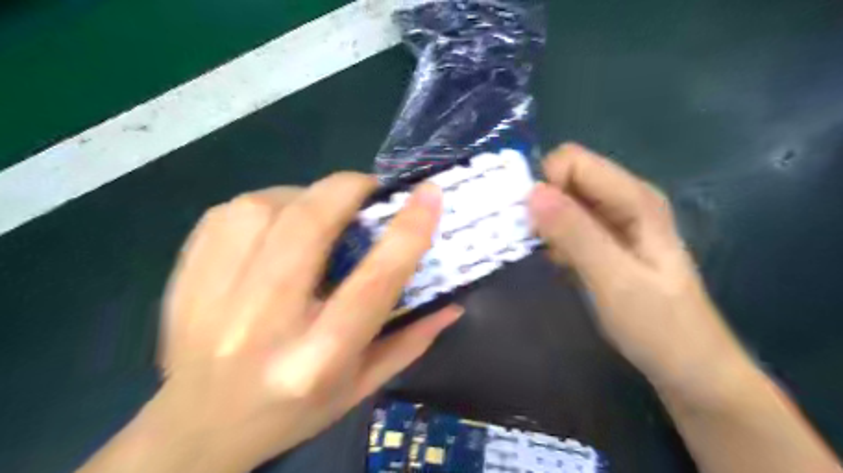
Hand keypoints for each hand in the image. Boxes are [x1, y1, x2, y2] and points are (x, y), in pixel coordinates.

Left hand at [84, 175, 462, 472]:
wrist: (197, 429)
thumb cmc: (292, 411)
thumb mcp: (361, 386)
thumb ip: (410, 341)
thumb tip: (452, 303)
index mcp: (317, 358)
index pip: (373, 281)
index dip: (407, 231)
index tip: (429, 194)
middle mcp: (264, 323)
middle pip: (309, 226)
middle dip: (348, 190)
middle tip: (369, 190)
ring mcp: (214, 297)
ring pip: (265, 208)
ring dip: (305, 196)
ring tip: (320, 210)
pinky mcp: (185, 277)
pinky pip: (229, 212)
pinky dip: (265, 204)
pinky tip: (275, 224)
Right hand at [529, 142, 752, 402]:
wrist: (688, 366)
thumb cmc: (658, 325)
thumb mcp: (614, 280)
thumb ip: (575, 234)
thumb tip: (532, 192)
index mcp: (634, 198)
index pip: (573, 162)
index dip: (546, 185)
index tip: (534, 223)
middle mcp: (624, 200)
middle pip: (566, 179)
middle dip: (542, 205)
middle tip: (538, 243)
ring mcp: (614, 221)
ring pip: (563, 203)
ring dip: (546, 225)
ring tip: (552, 259)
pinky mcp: (604, 241)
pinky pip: (567, 226)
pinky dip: (554, 240)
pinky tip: (561, 265)